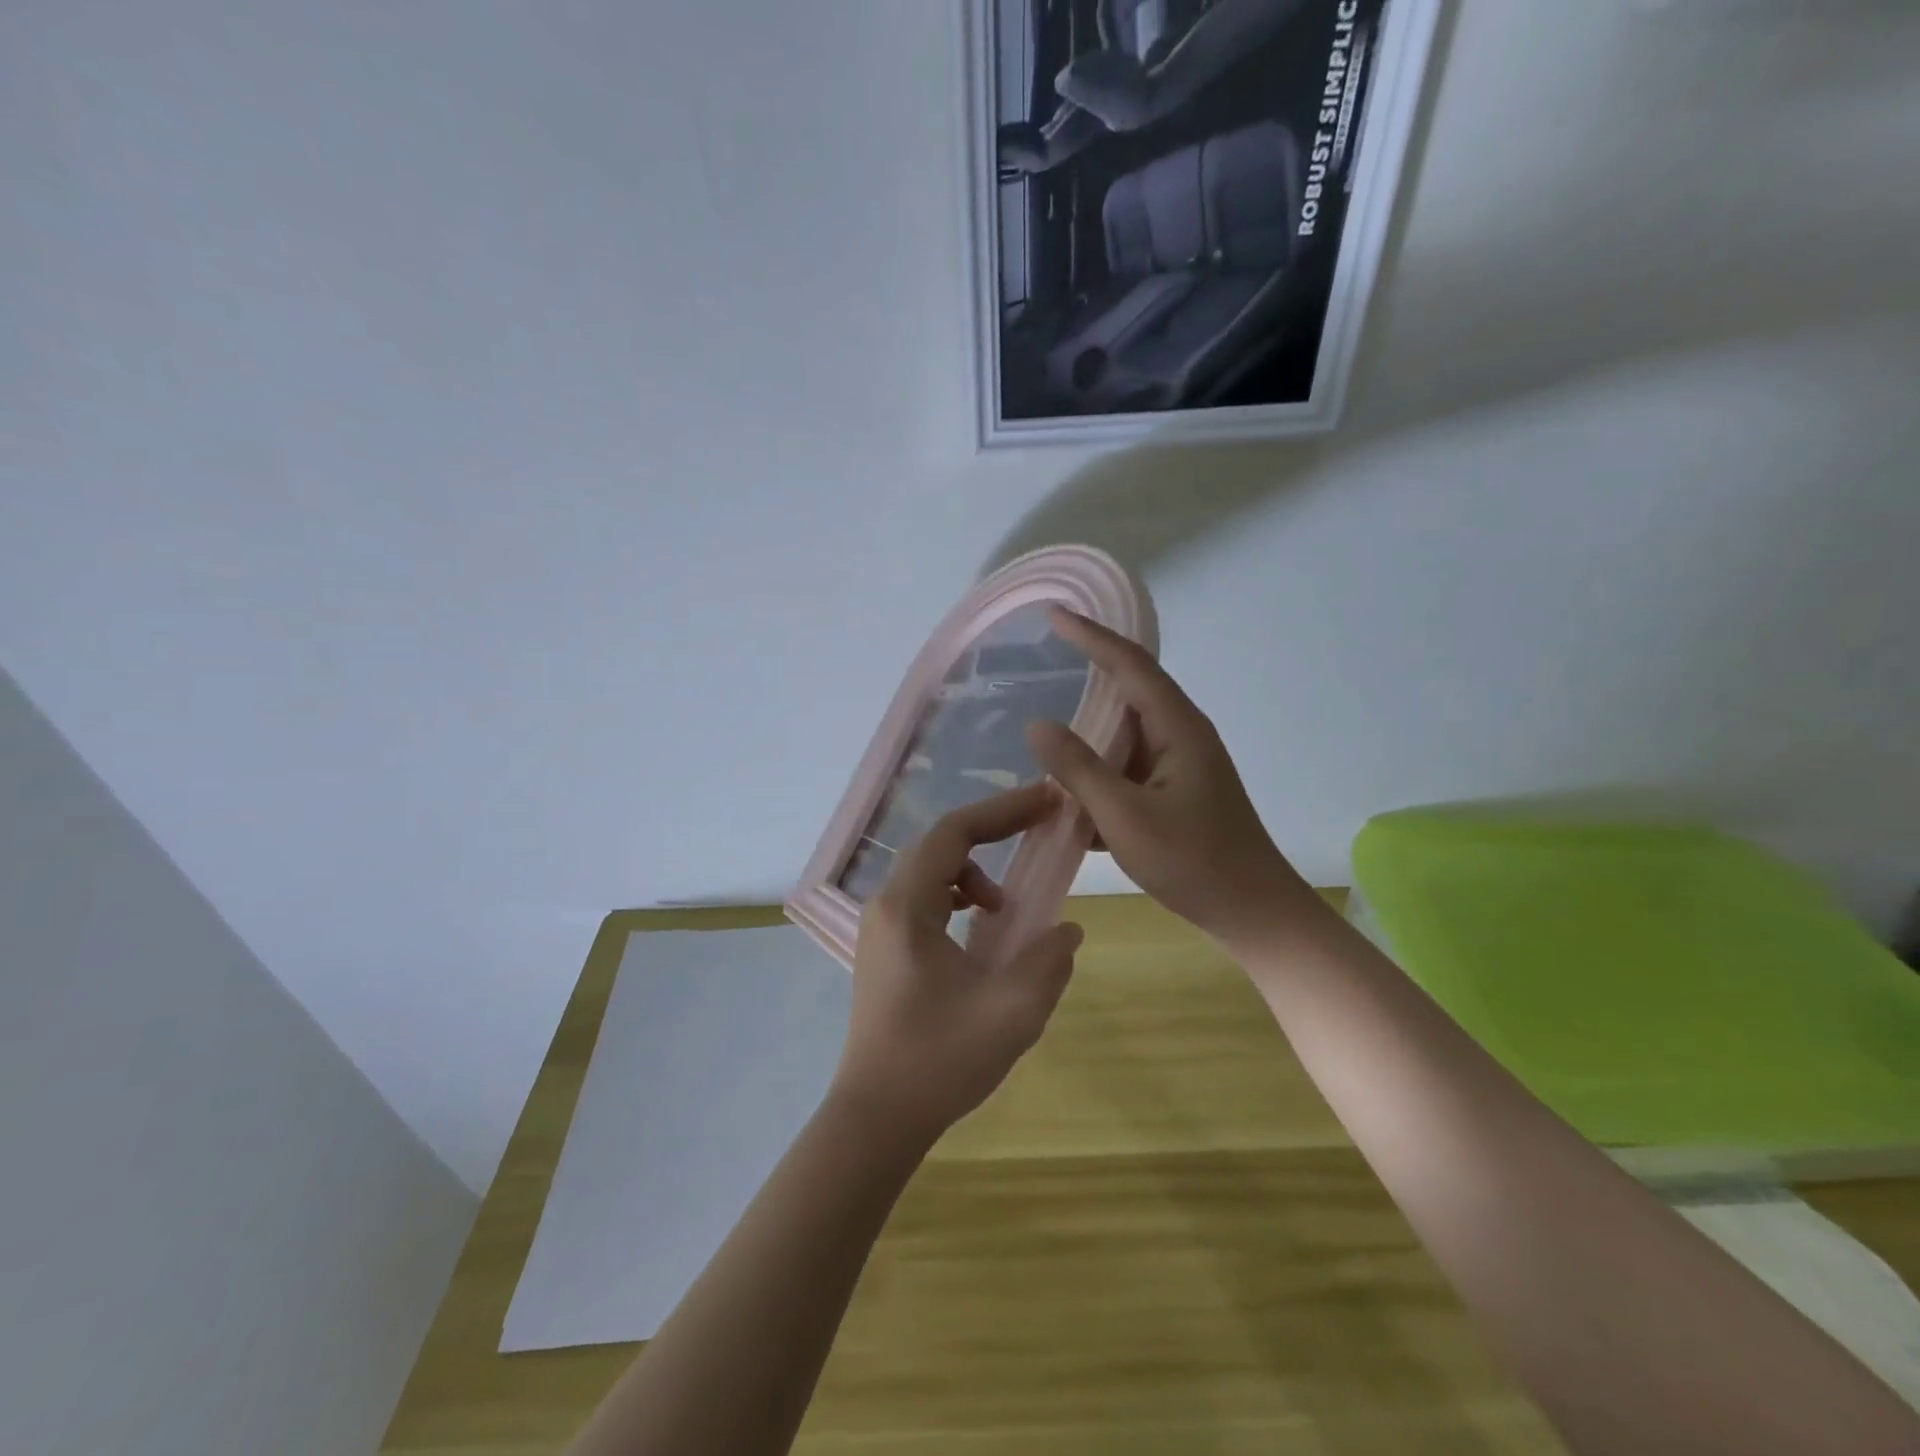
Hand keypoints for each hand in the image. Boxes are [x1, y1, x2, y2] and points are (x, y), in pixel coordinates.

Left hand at [834, 782, 1083, 1144]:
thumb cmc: (939, 1060)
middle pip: (940, 845)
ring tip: (1005, 910)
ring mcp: (880, 929)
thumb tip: (1066, 930)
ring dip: (973, 873)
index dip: (1003, 809)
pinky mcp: (884, 951)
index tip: (1046, 800)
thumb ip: (1048, 960)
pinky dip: (958, 900)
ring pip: (930, 873)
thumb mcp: (1011, 1011)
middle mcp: (886, 905)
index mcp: (907, 906)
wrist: (876, 1118)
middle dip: (992, 832)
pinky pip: (924, 902)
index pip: (955, 832)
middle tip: (1038, 829)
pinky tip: (980, 935)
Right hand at [1026, 607, 1323, 945]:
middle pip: (1131, 689)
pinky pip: (1131, 765)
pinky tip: (1072, 788)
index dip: (1091, 636)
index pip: (1130, 665)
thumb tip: (1037, 724)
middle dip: (1090, 671)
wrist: (1254, 914)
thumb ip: (1079, 768)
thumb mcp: (1125, 816)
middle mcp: (1182, 734)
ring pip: (1128, 731)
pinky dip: (1102, 768)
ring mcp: (1182, 764)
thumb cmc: (1194, 862)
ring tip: (1048, 729)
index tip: (1054, 614)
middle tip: (1043, 658)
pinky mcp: (1178, 791)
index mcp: (1178, 728)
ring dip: (1092, 729)